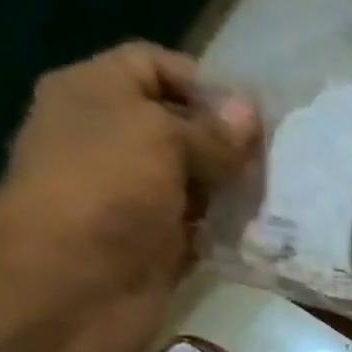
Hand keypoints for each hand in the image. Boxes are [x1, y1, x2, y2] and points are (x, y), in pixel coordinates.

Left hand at [0, 41, 262, 351]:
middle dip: (228, 142)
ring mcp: (139, 201)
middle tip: (277, 160)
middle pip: (182, 129)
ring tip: (280, 196)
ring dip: (235, 191)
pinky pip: (205, 234)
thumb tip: (250, 113)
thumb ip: (210, 130)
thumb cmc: (105, 188)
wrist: (72, 284)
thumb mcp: (160, 137)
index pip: (153, 66)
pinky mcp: (161, 251)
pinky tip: (265, 233)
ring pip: (199, 185)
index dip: (202, 82)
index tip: (251, 114)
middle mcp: (115, 143)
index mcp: (96, 95)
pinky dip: (231, 234)